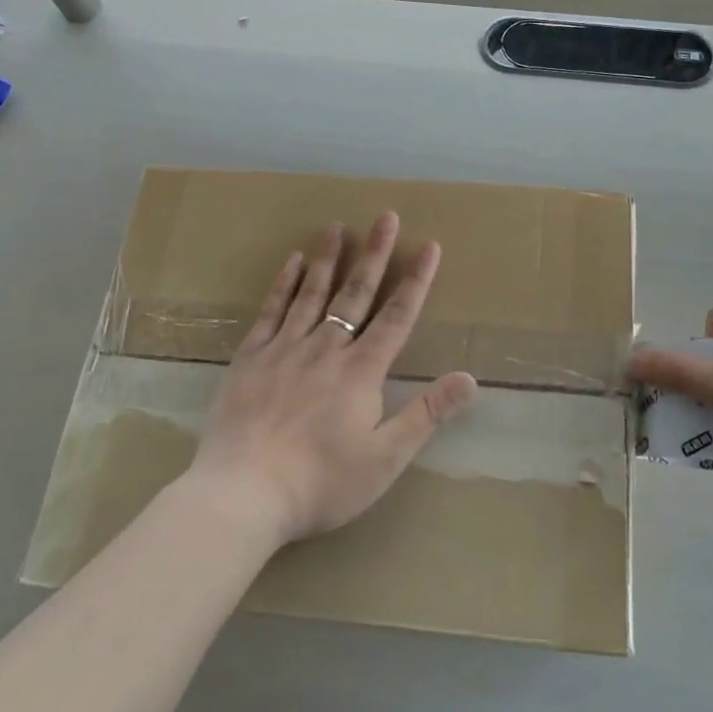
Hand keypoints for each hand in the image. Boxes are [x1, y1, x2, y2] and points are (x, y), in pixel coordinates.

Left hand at [185, 213, 475, 546]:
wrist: (242, 495)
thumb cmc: (320, 483)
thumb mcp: (384, 459)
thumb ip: (427, 414)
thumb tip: (470, 378)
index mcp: (361, 372)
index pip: (396, 317)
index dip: (416, 280)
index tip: (428, 245)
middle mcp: (326, 349)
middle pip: (356, 293)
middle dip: (375, 253)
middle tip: (385, 216)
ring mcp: (284, 349)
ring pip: (312, 293)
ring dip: (328, 257)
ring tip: (338, 226)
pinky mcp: (250, 357)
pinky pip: (271, 311)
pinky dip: (283, 283)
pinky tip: (291, 261)